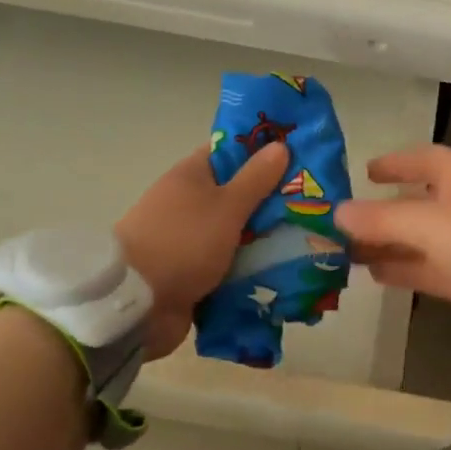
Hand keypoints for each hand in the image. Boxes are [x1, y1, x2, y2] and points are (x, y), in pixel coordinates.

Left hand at [115, 142, 289, 358]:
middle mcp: (188, 203)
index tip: (296, 157)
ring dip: (263, 237)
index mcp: (191, 175)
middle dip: (270, 200)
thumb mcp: (226, 206)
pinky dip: (249, 266)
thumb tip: (279, 145)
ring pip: (235, 231)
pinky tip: (283, 269)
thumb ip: (255, 178)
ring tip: (309, 238)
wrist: (138, 305)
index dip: (260, 151)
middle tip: (312, 202)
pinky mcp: (192, 272)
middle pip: (236, 194)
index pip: (229, 152)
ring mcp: (189, 239)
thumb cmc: (183, 242)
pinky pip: (228, 264)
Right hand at [333, 144, 450, 340]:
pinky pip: (426, 268)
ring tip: (345, 252)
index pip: (422, 160)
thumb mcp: (429, 223)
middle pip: (414, 202)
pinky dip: (402, 269)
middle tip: (339, 223)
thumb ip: (381, 218)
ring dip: (385, 244)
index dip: (394, 164)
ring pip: (417, 239)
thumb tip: (337, 211)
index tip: (364, 172)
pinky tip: (373, 275)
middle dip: (380, 211)